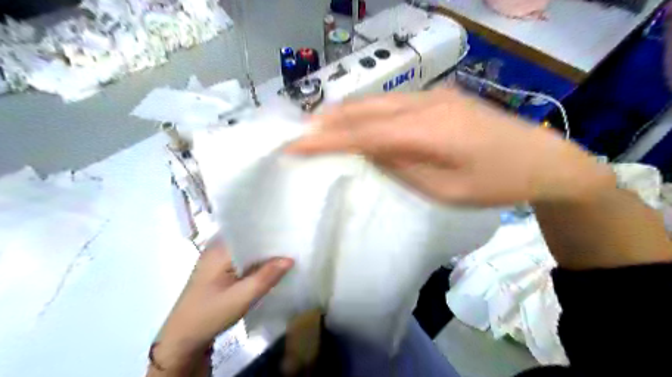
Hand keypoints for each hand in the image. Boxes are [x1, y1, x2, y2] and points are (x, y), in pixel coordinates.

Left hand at [153, 239, 292, 372]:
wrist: (182, 340)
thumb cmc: (209, 315)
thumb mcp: (241, 298)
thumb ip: (266, 277)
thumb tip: (289, 259)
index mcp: (219, 249)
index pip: (248, 230)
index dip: (269, 230)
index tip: (290, 231)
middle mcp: (216, 249)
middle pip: (248, 238)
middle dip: (269, 241)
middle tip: (292, 242)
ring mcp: (216, 259)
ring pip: (246, 249)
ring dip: (263, 252)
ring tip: (285, 251)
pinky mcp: (219, 270)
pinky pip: (242, 259)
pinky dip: (255, 261)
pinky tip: (269, 265)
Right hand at [285, 86, 611, 205]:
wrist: (544, 160)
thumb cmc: (495, 184)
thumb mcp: (444, 189)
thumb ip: (401, 166)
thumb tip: (368, 151)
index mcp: (426, 131)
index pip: (362, 134)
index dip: (325, 140)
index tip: (293, 146)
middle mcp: (425, 104)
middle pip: (365, 109)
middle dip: (329, 121)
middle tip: (301, 133)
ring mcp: (434, 97)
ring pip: (377, 101)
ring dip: (346, 113)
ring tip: (321, 127)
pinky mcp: (440, 97)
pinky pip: (393, 102)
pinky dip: (368, 111)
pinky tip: (359, 120)